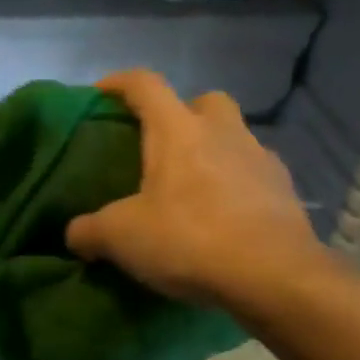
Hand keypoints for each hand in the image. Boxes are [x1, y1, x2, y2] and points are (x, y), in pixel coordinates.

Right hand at [65, 70, 322, 309]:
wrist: (273, 275)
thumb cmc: (189, 239)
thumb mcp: (122, 238)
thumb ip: (90, 230)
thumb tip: (74, 234)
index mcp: (178, 130)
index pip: (145, 85)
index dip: (120, 83)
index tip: (102, 92)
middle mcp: (222, 131)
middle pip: (203, 101)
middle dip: (182, 113)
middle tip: (161, 144)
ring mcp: (260, 158)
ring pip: (234, 136)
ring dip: (214, 150)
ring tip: (194, 187)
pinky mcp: (285, 189)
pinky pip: (255, 173)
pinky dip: (238, 184)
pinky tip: (225, 215)